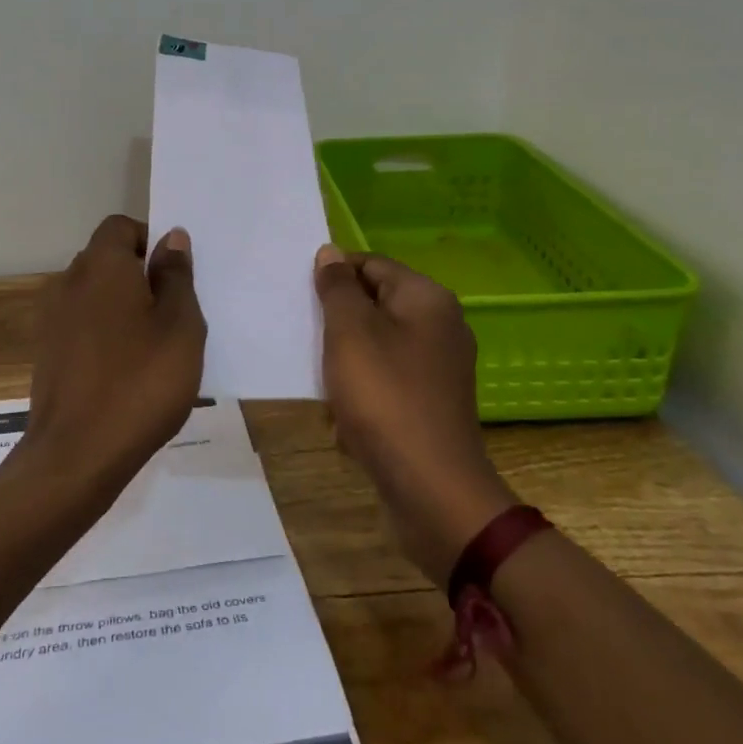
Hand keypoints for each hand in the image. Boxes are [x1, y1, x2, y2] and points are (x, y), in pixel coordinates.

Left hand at [15, 215, 205, 500]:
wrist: (76, 455)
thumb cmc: (140, 383)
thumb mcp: (180, 327)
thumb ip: (176, 276)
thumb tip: (172, 237)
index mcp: (102, 265)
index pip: (121, 227)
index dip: (149, 241)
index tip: (174, 276)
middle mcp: (69, 282)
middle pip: (107, 260)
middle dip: (139, 277)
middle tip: (172, 315)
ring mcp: (52, 319)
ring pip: (94, 296)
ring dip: (122, 309)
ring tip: (153, 350)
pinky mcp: (46, 354)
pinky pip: (82, 327)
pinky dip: (104, 336)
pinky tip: (125, 374)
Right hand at [314, 244, 517, 587]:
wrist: (431, 490)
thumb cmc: (385, 397)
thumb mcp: (350, 332)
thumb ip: (337, 288)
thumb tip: (331, 253)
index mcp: (427, 299)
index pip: (371, 264)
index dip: (334, 275)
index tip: (302, 298)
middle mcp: (440, 326)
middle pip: (375, 304)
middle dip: (337, 321)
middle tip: (305, 337)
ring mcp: (439, 367)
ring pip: (377, 344)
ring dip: (345, 359)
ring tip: (322, 380)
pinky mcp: (431, 403)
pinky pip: (387, 380)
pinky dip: (363, 390)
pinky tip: (343, 415)